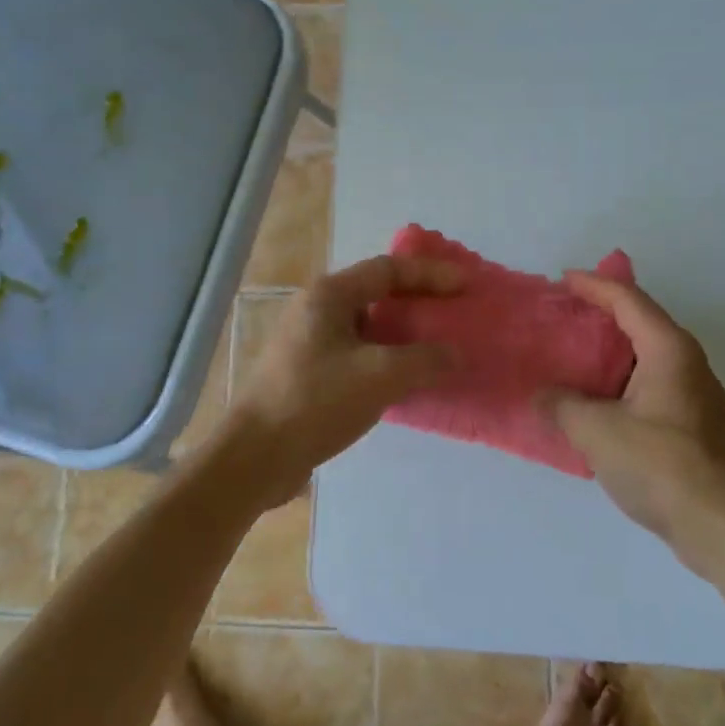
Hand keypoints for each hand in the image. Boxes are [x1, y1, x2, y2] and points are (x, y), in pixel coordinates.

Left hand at [220, 253, 461, 503]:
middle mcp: (317, 310)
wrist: (256, 456)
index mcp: (330, 295)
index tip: (467, 285)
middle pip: (377, 293)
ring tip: (439, 346)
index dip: (431, 274)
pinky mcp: (309, 373)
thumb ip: (425, 360)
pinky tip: (408, 379)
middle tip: (455, 312)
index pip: (389, 269)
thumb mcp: (380, 376)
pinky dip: (387, 359)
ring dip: (404, 334)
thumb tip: (455, 354)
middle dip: (419, 301)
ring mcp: (310, 342)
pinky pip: (358, 354)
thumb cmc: (316, 402)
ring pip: (368, 327)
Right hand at [545, 273, 724, 577]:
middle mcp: (687, 363)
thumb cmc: (664, 466)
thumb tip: (539, 395)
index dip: (593, 285)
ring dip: (607, 357)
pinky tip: (593, 408)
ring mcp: (694, 397)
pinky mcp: (694, 428)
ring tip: (568, 361)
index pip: (628, 299)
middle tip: (559, 318)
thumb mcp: (598, 432)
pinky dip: (618, 388)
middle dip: (599, 318)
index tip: (562, 279)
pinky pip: (648, 390)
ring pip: (643, 361)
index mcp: (668, 349)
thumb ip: (562, 406)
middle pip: (639, 325)